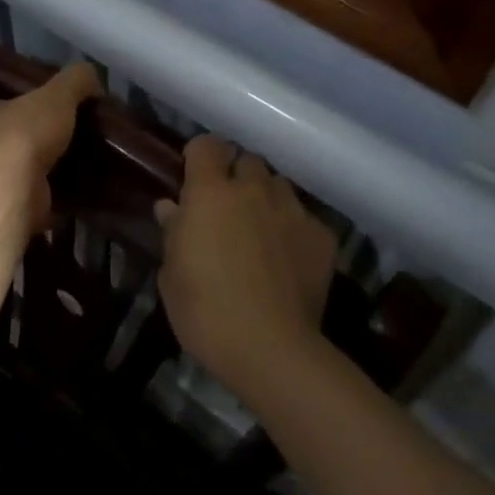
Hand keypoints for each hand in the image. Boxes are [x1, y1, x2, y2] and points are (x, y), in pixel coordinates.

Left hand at [0, 63, 100, 234]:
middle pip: (10, 139)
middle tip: (72, 137)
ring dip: (45, 171)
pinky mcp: (5, 209)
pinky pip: (33, 200)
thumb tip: (92, 75)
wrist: (9, 191)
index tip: (54, 109)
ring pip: (20, 172)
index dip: (25, 106)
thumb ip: (75, 80)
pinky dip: (53, 198)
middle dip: (37, 141)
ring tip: (80, 164)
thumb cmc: (23, 133)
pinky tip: (77, 193)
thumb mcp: (57, 94)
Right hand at [155, 136, 336, 399]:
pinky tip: (288, 259)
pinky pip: (304, 218)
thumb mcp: (172, 275)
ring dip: (266, 199)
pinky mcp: (322, 236)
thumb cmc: (205, 312)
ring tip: (261, 230)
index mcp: (211, 193)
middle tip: (227, 207)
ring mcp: (292, 210)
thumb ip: (173, 233)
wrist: (271, 349)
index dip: (200, 155)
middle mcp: (254, 189)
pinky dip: (293, 229)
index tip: (194, 175)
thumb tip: (172, 207)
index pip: (207, 145)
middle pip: (248, 161)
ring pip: (279, 186)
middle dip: (237, 176)